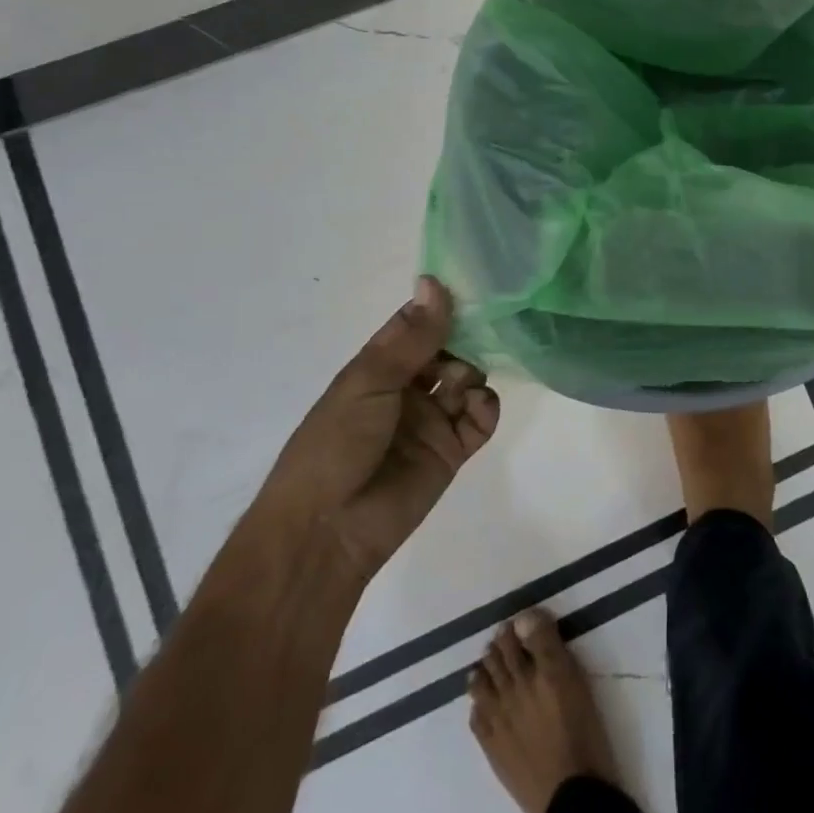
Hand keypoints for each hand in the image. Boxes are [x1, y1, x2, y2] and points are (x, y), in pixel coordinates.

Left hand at [249, 277, 499, 586]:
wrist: (326, 531)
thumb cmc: (335, 444)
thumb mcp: (368, 382)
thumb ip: (412, 337)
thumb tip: (434, 280)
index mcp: (379, 368)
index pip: (417, 326)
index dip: (441, 307)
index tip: (472, 288)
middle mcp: (408, 389)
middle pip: (450, 349)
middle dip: (467, 338)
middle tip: (484, 331)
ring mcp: (432, 420)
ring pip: (469, 379)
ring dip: (472, 372)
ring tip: (462, 385)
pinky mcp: (452, 451)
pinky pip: (481, 418)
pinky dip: (486, 406)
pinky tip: (477, 406)